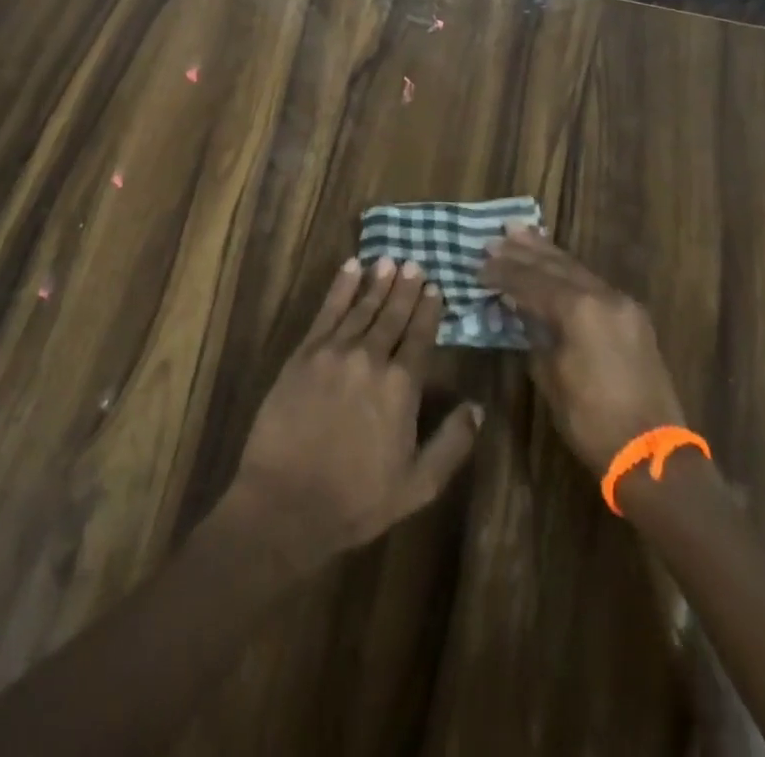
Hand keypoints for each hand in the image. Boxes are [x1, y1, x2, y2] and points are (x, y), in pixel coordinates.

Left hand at [227, 258, 482, 578]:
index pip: (419, 337)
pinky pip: (326, 311)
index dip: (428, 311)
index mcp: (401, 387)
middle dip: (405, 288)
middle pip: (392, 315)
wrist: (286, 503)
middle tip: (414, 263)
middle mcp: (370, 359)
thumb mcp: (418, 485)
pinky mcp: (304, 354)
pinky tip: (350, 268)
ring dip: (377, 282)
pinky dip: (340, 287)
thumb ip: (452, 443)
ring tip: (389, 260)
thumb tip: (478, 408)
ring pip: (361, 307)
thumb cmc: (357, 500)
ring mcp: (334, 352)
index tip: (435, 289)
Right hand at [482, 227, 687, 475]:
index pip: (531, 281)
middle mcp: (603, 296)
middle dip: (522, 253)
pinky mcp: (632, 317)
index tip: (478, 265)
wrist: (651, 455)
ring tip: (521, 233)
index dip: (502, 273)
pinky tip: (554, 263)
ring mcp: (622, 304)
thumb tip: (521, 310)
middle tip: (495, 238)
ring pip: (577, 269)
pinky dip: (568, 271)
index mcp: (579, 309)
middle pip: (555, 266)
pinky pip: (593, 283)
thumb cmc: (591, 420)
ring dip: (546, 253)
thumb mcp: (550, 375)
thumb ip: (534, 333)